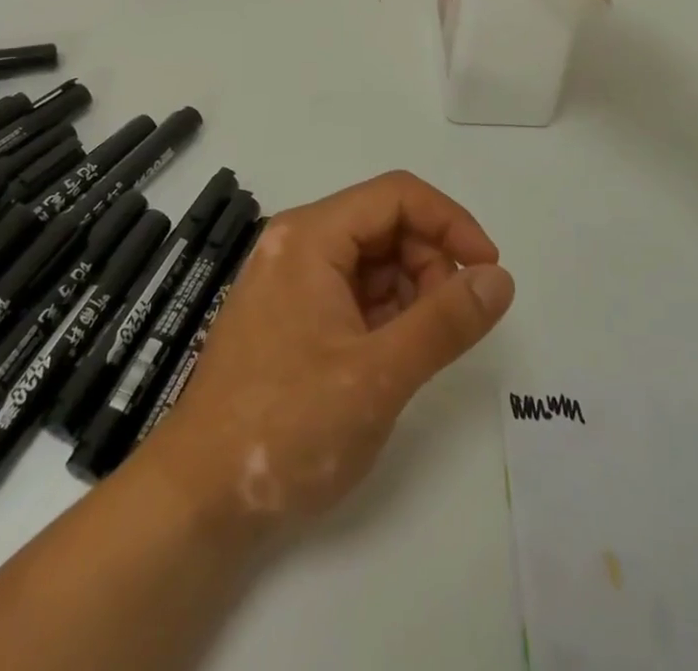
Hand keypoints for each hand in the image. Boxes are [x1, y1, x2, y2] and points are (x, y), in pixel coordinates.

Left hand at [146, 172, 513, 534]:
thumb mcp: (378, 375)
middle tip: (451, 321)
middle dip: (431, 262)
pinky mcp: (290, 314)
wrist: (197, 502)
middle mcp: (298, 243)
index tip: (488, 269)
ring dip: (411, 291)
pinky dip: (385, 313)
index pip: (397, 195)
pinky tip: (391, 356)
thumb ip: (445, 321)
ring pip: (373, 259)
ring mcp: (291, 279)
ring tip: (419, 347)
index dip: (451, 222)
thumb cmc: (286, 427)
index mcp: (311, 236)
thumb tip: (500, 278)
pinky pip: (353, 291)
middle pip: (386, 223)